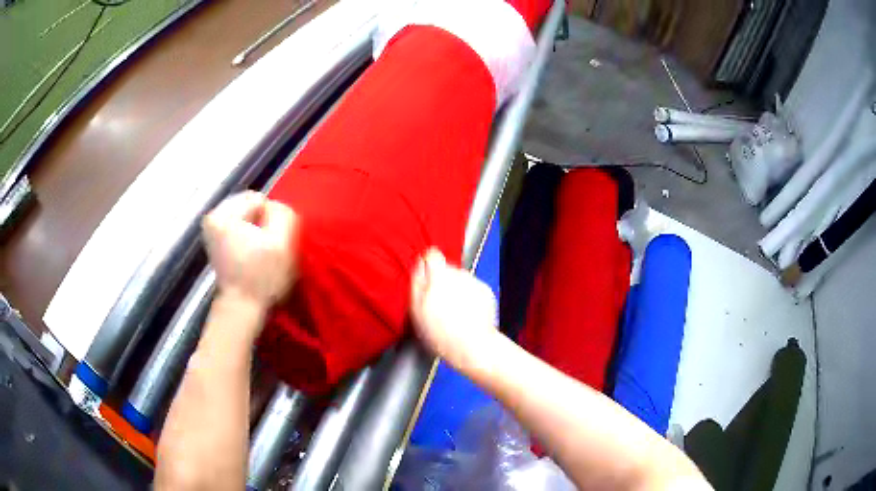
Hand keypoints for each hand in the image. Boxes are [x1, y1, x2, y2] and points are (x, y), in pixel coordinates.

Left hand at [202, 191, 298, 309]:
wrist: (242, 308)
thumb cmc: (262, 277)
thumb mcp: (282, 243)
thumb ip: (282, 214)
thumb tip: (276, 208)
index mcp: (223, 214)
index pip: (259, 199)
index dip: (271, 220)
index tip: (270, 242)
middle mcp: (212, 217)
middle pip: (250, 207)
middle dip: (262, 224)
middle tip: (266, 248)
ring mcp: (211, 229)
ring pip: (246, 218)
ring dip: (256, 232)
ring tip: (259, 254)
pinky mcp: (215, 241)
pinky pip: (238, 228)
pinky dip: (248, 239)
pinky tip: (251, 255)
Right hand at [410, 249, 497, 368]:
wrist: (473, 347)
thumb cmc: (442, 334)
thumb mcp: (417, 311)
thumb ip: (417, 283)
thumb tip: (419, 264)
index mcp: (439, 277)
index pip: (432, 255)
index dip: (428, 264)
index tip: (426, 275)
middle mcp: (459, 274)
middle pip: (447, 268)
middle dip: (441, 281)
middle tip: (438, 303)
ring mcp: (474, 282)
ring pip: (460, 279)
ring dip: (456, 289)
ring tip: (453, 312)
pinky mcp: (486, 291)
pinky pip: (473, 288)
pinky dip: (469, 296)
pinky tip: (465, 313)